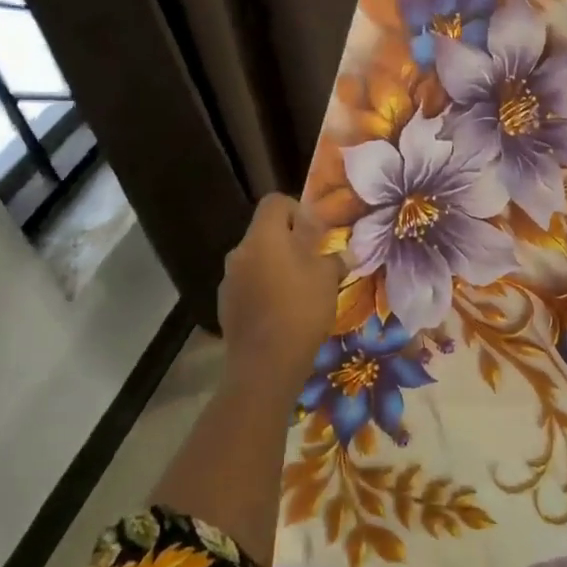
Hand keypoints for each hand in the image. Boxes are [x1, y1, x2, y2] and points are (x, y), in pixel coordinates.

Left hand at [217, 195, 341, 402]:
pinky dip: (264, 289)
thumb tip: (341, 251)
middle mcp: (240, 251)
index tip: (316, 234)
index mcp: (263, 236)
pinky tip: (281, 312)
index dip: (297, 210)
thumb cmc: (301, 309)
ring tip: (299, 290)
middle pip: (265, 232)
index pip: (275, 202)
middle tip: (313, 263)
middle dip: (289, 242)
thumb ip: (331, 256)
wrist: (265, 364)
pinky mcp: (225, 304)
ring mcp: (228, 279)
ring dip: (276, 266)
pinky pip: (248, 284)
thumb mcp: (327, 278)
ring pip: (257, 259)